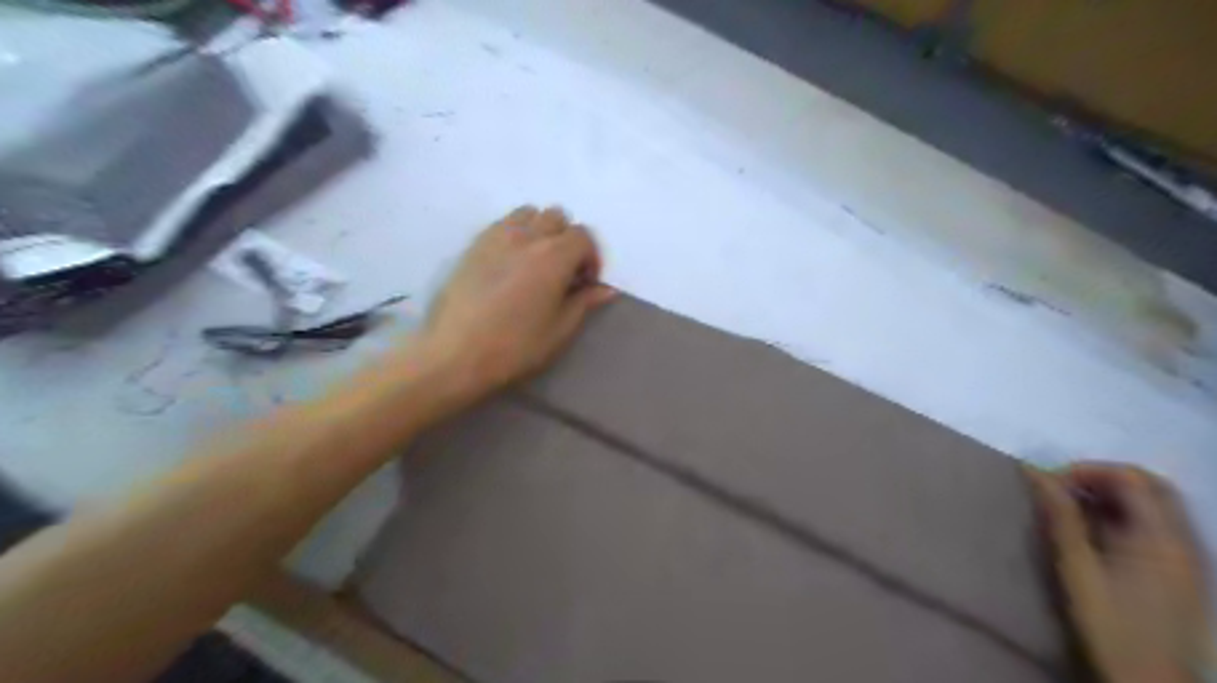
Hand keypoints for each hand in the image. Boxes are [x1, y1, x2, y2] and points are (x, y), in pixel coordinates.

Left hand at [419, 206, 614, 402]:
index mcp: (554, 256)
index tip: (585, 284)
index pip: (583, 236)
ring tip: (536, 262)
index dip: (591, 258)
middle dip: (567, 240)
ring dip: (541, 230)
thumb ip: (584, 303)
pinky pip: (502, 223)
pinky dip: (515, 232)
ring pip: (529, 213)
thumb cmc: (515, 347)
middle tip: (563, 272)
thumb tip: (605, 289)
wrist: (455, 354)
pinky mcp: (473, 244)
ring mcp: (496, 236)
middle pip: (557, 217)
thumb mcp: (559, 331)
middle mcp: (527, 236)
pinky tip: (510, 263)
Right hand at [1030, 464, 1211, 682]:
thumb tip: (1034, 471)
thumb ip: (1060, 516)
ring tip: (1073, 511)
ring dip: (1112, 496)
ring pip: (1155, 503)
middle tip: (1062, 492)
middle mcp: (1184, 539)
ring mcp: (1189, 555)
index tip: (1049, 485)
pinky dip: (1125, 515)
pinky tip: (1098, 533)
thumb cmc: (1111, 622)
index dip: (1087, 470)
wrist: (1152, 681)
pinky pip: (1158, 524)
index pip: (1132, 477)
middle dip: (1101, 478)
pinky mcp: (1184, 570)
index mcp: (1162, 537)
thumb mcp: (1077, 567)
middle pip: (1149, 485)